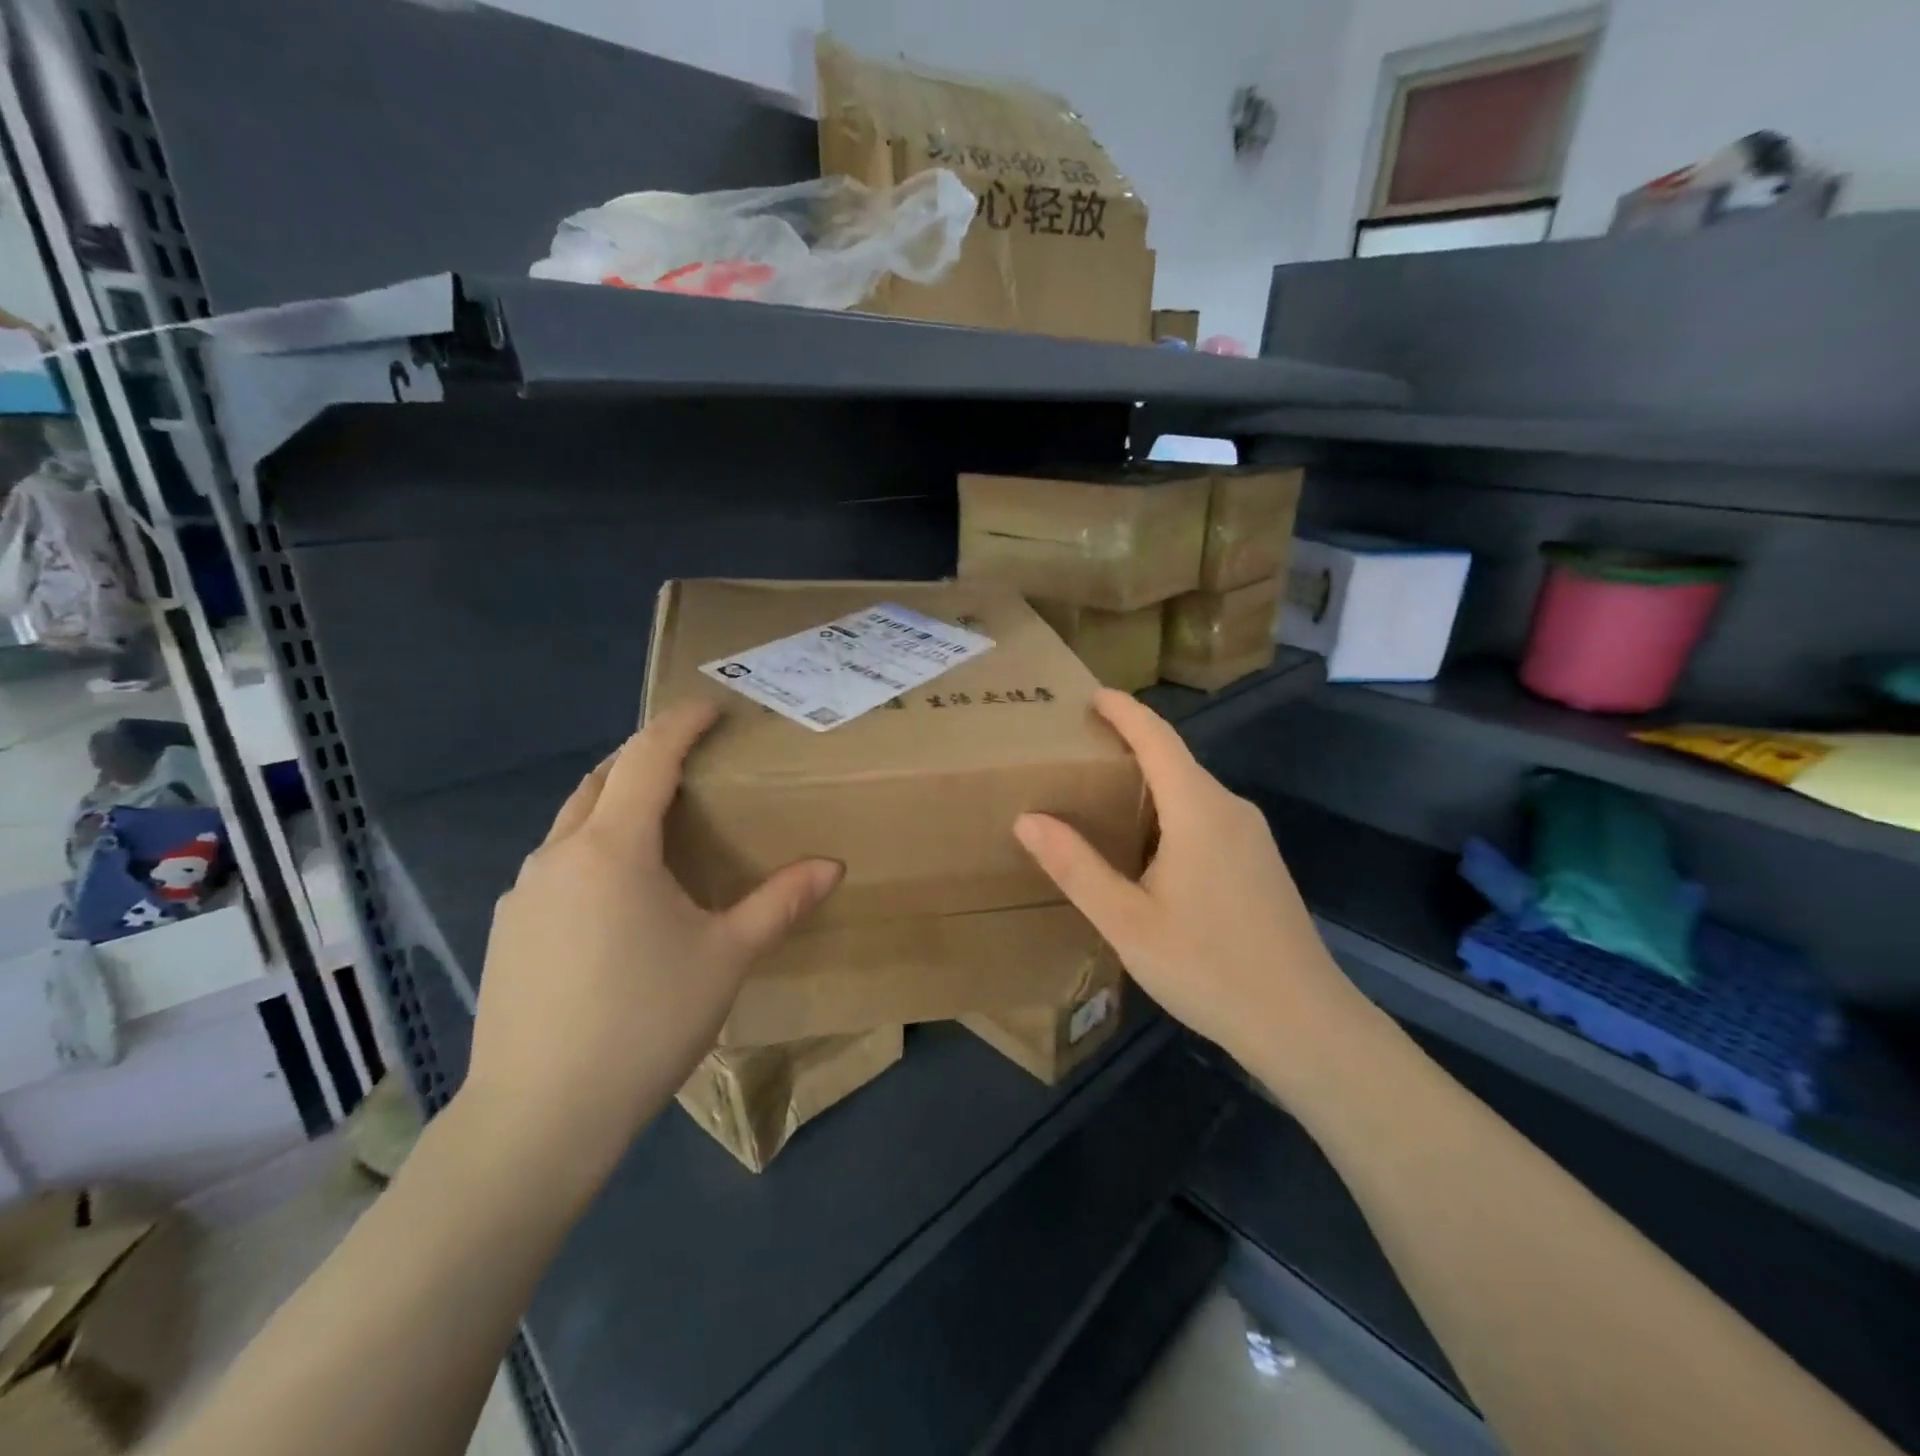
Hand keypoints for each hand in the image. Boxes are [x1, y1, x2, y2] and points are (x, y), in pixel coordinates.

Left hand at [460, 701, 841, 1177]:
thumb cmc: (645, 1020)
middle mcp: (559, 855)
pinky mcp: (508, 931)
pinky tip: (616, 898)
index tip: (710, 707)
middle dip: (643, 757)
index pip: (647, 758)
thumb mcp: (726, 957)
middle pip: (601, 780)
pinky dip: (591, 852)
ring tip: (656, 827)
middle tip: (687, 761)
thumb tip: (832, 867)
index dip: (680, 724)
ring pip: (572, 824)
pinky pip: (555, 867)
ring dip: (613, 805)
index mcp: (613, 847)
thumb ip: (780, 903)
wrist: (540, 1116)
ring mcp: (523, 894)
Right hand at [1013, 690, 1362, 1091]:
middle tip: (1079, 752)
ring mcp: (1253, 837)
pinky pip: (1208, 817)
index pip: (1157, 738)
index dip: (1124, 710)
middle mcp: (1230, 810)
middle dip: (1129, 746)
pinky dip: (1171, 812)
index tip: (1091, 695)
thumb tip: (1027, 818)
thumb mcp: (1126, 921)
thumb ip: (1076, 866)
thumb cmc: (1207, 968)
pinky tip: (1148, 848)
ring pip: (1193, 791)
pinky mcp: (1261, 863)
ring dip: (1150, 783)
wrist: (1303, 1023)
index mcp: (1198, 811)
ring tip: (1103, 797)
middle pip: (1175, 760)